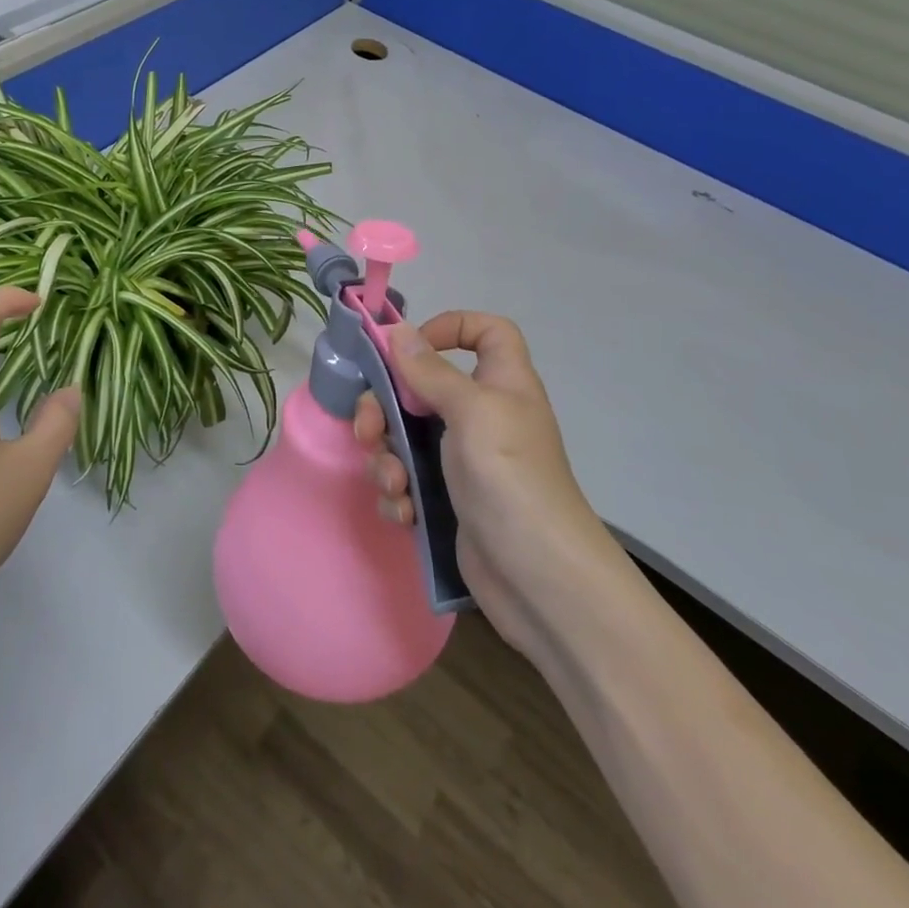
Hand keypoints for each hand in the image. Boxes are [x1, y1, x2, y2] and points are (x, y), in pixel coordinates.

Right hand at [352, 312, 610, 641]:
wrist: (539, 580)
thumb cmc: (511, 477)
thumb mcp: (472, 412)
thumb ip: (430, 371)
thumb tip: (399, 331)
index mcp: (500, 384)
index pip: (487, 332)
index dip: (451, 327)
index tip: (411, 348)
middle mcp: (480, 416)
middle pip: (420, 387)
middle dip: (384, 408)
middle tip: (369, 430)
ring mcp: (462, 460)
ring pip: (403, 437)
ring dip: (387, 459)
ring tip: (395, 485)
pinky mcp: (446, 499)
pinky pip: (407, 479)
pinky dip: (398, 493)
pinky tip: (404, 513)